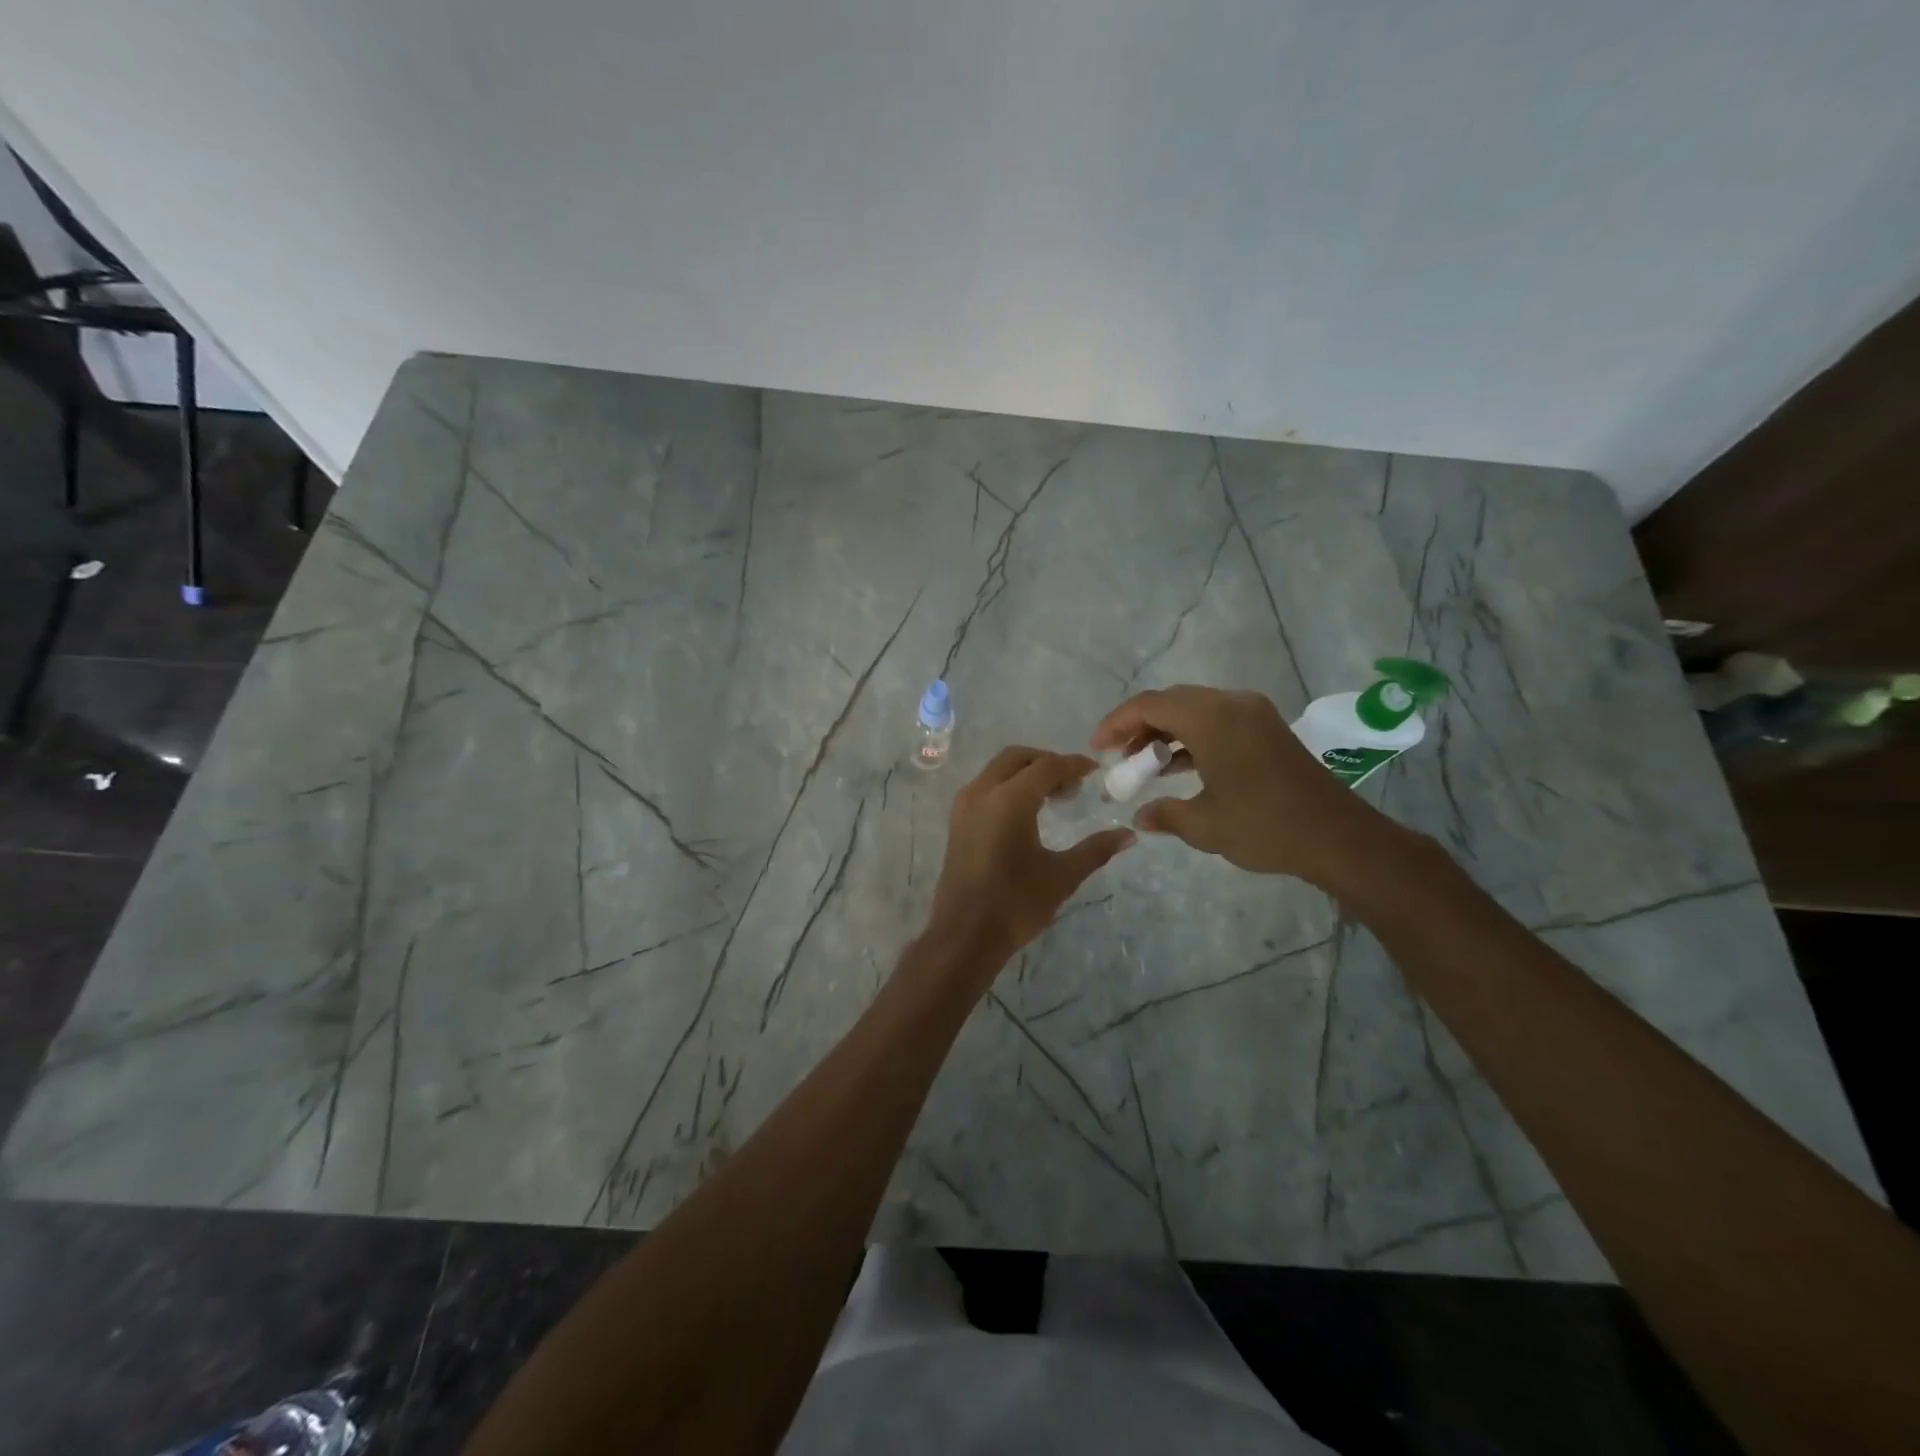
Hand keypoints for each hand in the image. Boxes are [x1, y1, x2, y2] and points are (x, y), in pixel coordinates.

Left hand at [924, 747, 1134, 979]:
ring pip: (997, 770)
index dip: (1073, 765)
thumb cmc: (1015, 904)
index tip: (1095, 771)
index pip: (1046, 766)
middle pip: (1017, 758)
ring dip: (1026, 773)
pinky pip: (985, 787)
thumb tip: (1128, 835)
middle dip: (1047, 762)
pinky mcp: (957, 821)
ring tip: (1054, 797)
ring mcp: (964, 806)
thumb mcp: (1062, 876)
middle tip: (1073, 784)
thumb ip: (1095, 850)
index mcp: (1010, 800)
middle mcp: (982, 792)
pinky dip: (1007, 786)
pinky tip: (1026, 813)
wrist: (964, 936)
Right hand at [1091, 685, 1404, 890]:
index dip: (1116, 723)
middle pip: (1171, 701)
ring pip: (1194, 710)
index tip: (1097, 747)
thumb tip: (1139, 817)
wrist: (1338, 837)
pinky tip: (1178, 767)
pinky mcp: (1267, 729)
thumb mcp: (1204, 824)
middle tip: (1119, 758)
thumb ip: (1165, 814)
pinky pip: (1217, 721)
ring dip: (1165, 732)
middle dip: (1139, 726)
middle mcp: (1231, 704)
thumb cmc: (1264, 826)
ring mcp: (1253, 714)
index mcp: (1211, 718)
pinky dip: (1192, 738)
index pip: (1149, 704)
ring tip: (1143, 765)